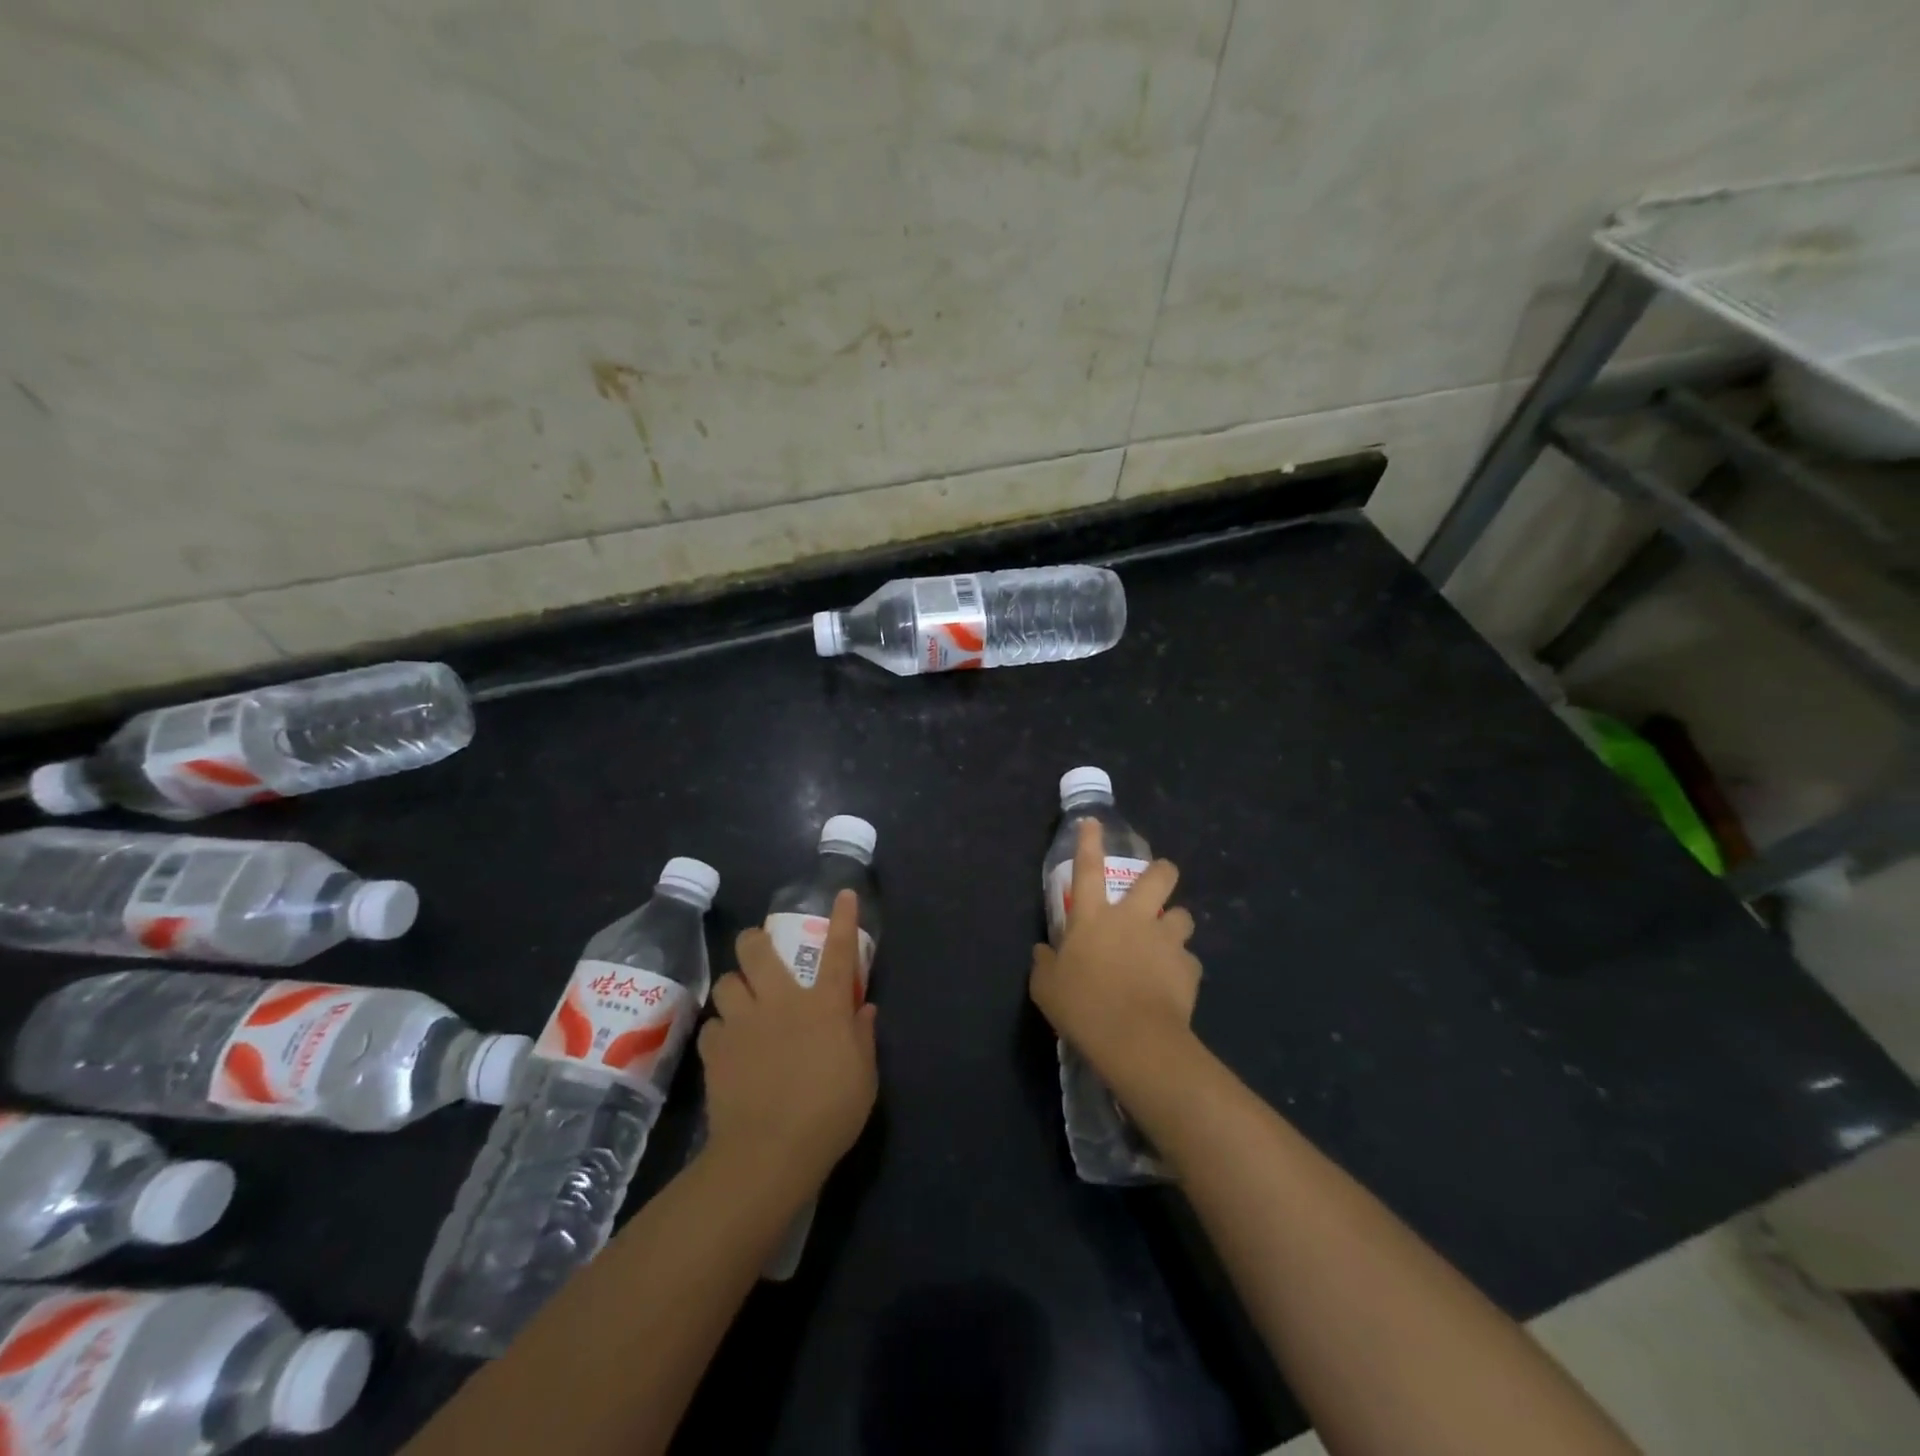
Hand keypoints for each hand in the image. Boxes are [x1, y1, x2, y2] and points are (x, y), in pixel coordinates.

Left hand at [699, 889, 878, 1193]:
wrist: (770, 1151)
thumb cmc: (829, 1113)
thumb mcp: (863, 1077)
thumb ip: (863, 1037)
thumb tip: (863, 1009)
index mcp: (823, 1005)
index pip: (838, 950)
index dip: (842, 918)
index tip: (842, 893)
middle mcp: (781, 1001)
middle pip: (758, 951)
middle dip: (755, 939)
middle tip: (758, 946)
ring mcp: (744, 1023)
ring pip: (727, 983)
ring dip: (734, 986)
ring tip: (740, 1002)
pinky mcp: (716, 1050)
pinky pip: (713, 1027)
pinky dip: (720, 1031)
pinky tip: (728, 1046)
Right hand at [1030, 819, 1201, 1084]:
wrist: (1134, 1039)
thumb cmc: (1082, 1007)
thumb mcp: (1046, 987)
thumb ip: (1045, 963)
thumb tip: (1044, 951)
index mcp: (1093, 917)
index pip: (1088, 869)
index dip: (1089, 842)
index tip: (1093, 822)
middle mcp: (1133, 919)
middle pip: (1157, 877)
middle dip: (1162, 871)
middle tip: (1160, 878)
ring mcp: (1165, 940)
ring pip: (1184, 915)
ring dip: (1176, 924)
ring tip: (1168, 942)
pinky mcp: (1188, 967)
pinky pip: (1189, 960)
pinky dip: (1182, 968)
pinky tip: (1173, 985)